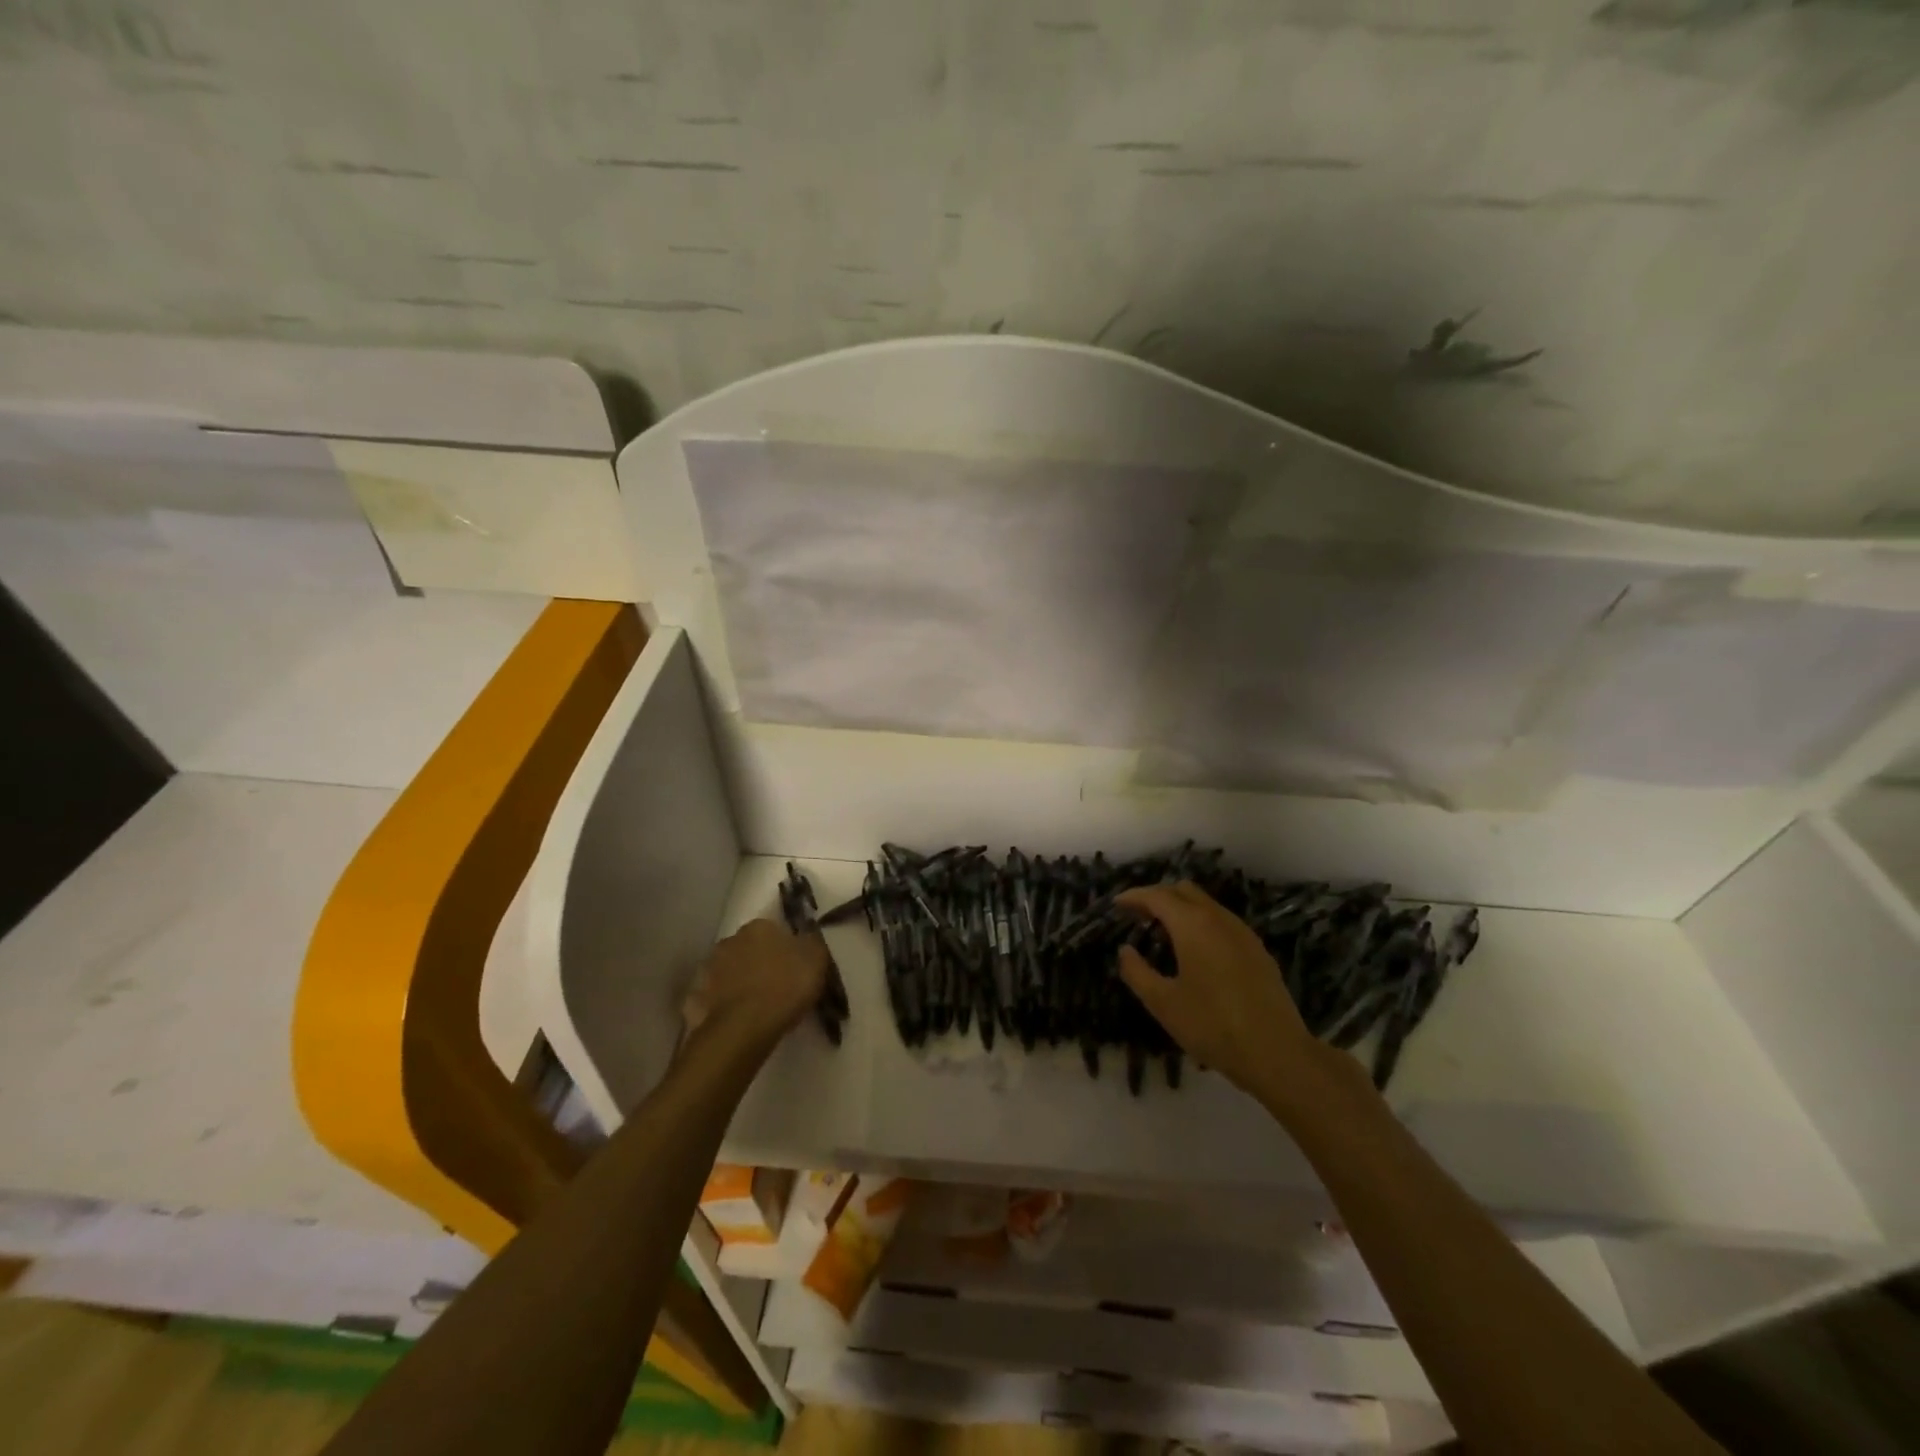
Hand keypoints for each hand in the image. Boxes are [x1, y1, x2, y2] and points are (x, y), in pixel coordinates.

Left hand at [681, 919, 828, 1049]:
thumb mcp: (816, 959)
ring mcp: (708, 969)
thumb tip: (807, 934)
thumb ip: (812, 942)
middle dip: (758, 962)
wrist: (745, 1027)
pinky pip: (713, 998)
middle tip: (775, 985)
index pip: (772, 930)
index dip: (784, 948)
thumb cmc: (785, 986)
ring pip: (727, 971)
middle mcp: (729, 941)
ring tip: (755, 1005)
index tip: (793, 966)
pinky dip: (722, 1005)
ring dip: (738, 981)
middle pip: (747, 948)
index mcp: (758, 927)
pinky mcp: (696, 999)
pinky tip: (735, 1019)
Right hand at [1115, 883, 1325, 1102]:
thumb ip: (1137, 972)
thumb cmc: (1212, 1026)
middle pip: (1184, 891)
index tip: (1117, 904)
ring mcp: (1243, 933)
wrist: (1277, 1054)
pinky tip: (1196, 952)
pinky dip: (1201, 924)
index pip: (1157, 896)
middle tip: (1138, 916)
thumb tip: (1125, 951)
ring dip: (1182, 910)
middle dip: (1158, 897)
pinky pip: (1222, 922)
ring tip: (1164, 934)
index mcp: (1193, 925)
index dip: (1134, 896)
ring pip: (1206, 905)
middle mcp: (1219, 918)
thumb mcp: (1163, 1003)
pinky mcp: (1258, 951)